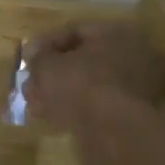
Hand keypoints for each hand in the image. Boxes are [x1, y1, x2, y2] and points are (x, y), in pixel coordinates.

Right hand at [23, 19, 164, 135]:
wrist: (117, 134)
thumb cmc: (81, 86)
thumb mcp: (47, 66)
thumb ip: (37, 56)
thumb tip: (33, 51)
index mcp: (116, 33)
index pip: (75, 30)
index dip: (46, 43)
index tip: (28, 59)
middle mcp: (132, 54)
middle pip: (84, 59)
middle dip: (53, 72)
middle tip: (31, 84)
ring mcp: (137, 87)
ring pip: (90, 85)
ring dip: (61, 93)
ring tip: (36, 105)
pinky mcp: (134, 116)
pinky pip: (99, 105)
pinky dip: (77, 110)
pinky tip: (55, 119)